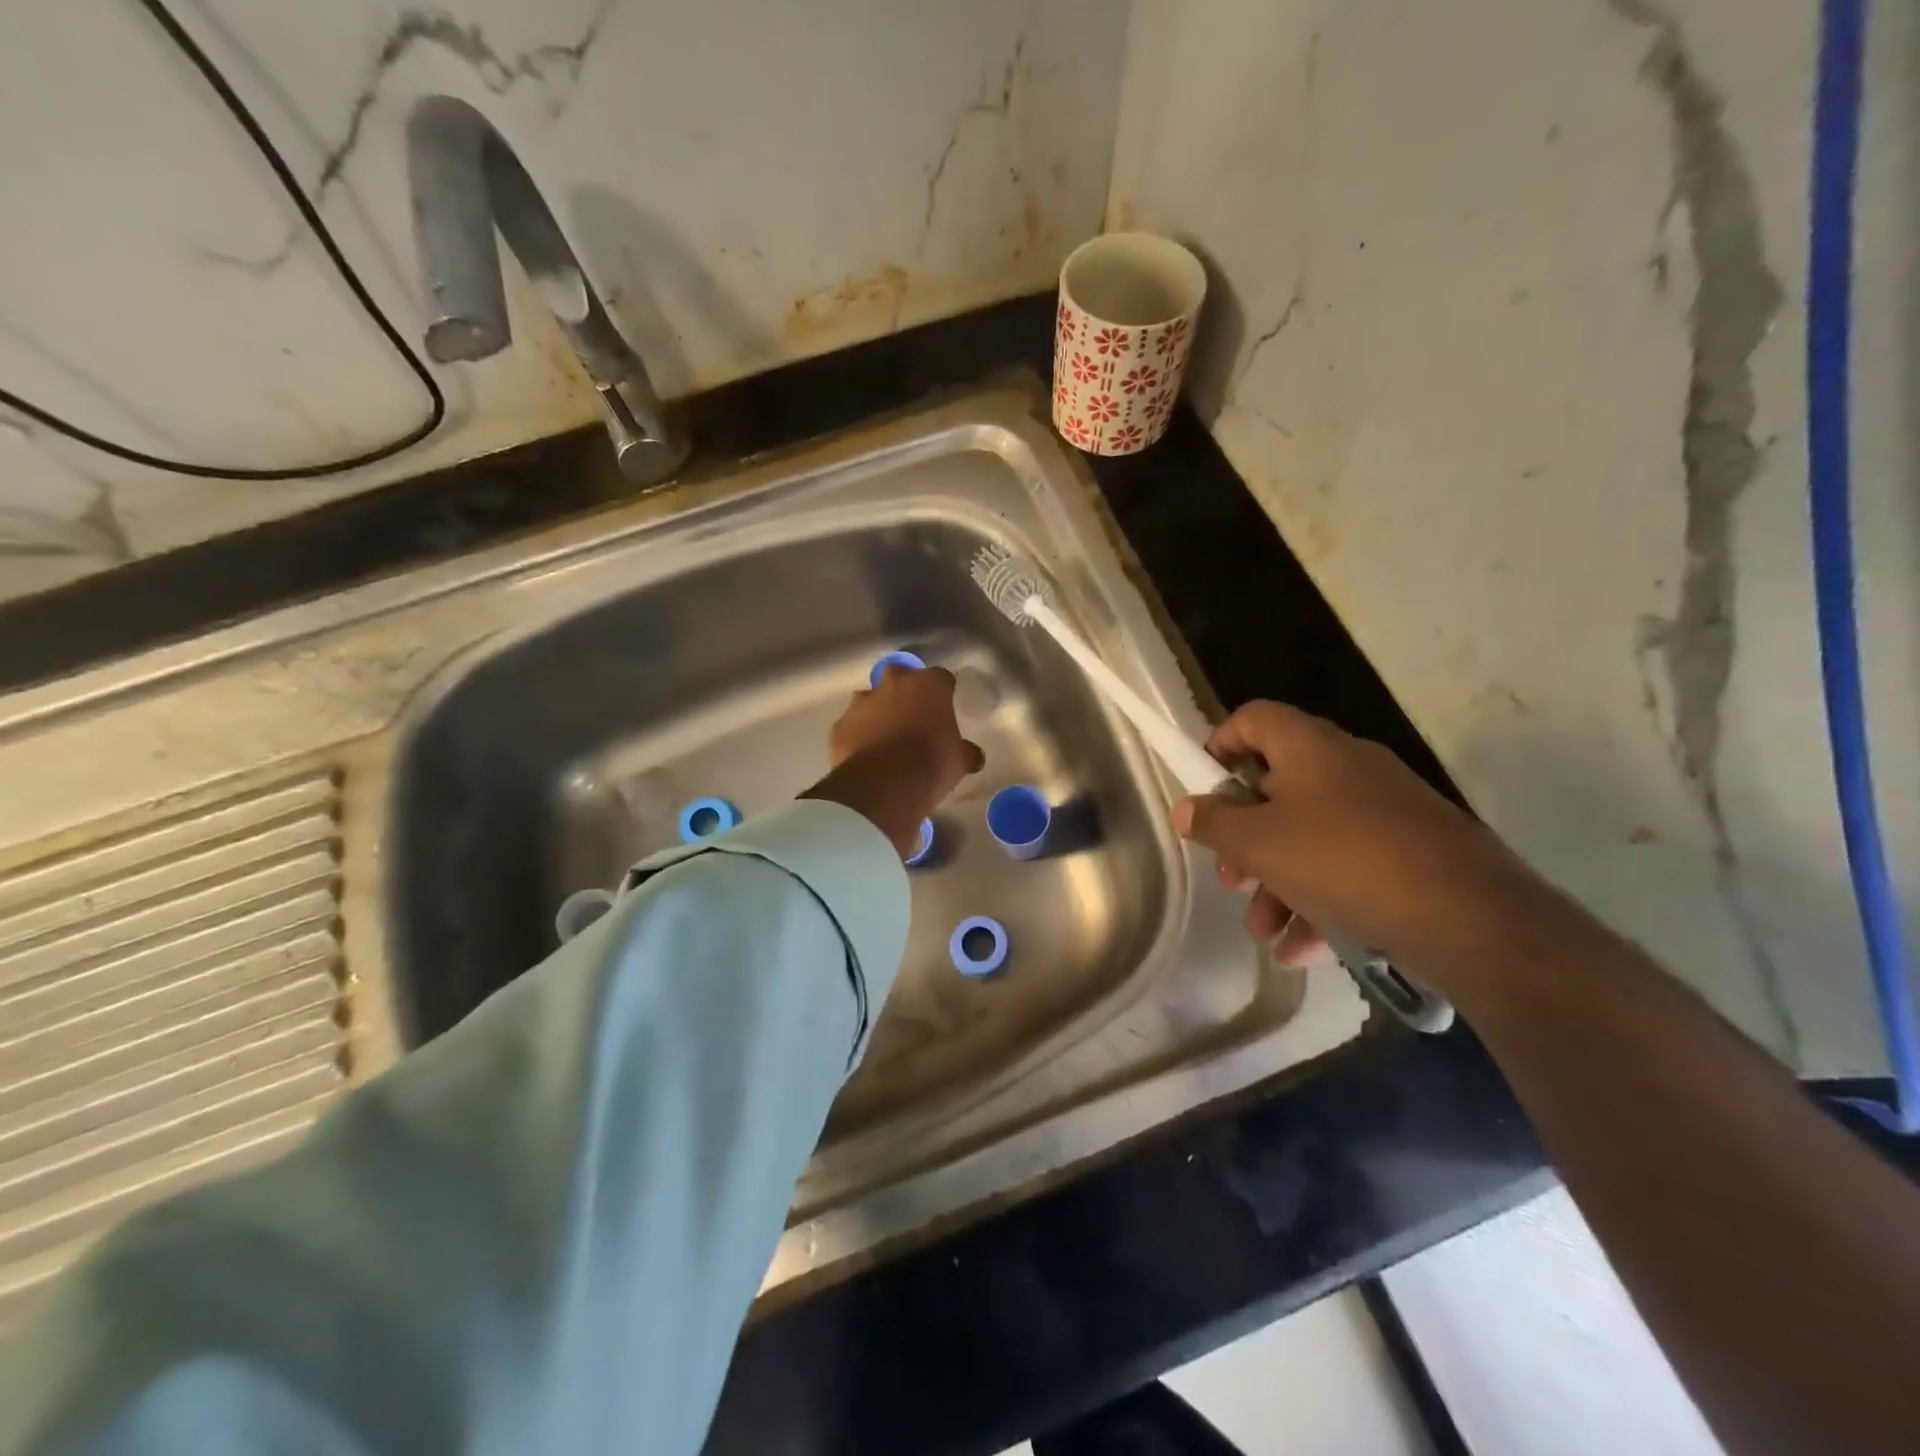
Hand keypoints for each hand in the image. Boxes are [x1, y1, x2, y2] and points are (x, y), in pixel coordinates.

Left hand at [806, 665, 983, 856]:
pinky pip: (850, 727)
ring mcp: (861, 704)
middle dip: (904, 691)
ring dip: (876, 713)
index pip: (940, 677)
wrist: (885, 786)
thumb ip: (965, 752)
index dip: (943, 691)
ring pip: (869, 700)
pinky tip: (864, 757)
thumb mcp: (959, 761)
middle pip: (899, 676)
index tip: (945, 704)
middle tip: (911, 715)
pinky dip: (856, 737)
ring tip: (884, 739)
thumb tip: (974, 756)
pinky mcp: (839, 727)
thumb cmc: (932, 764)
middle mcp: (892, 685)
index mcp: (928, 685)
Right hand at [1172, 701, 1540, 970]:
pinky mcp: (1411, 853)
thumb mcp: (1259, 844)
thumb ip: (1213, 823)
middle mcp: (1348, 767)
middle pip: (1277, 789)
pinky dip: (1319, 901)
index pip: (1254, 718)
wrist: (1468, 917)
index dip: (1221, 744)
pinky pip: (1348, 867)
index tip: (1204, 788)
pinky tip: (1302, 948)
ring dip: (1277, 883)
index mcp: (1310, 747)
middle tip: (1231, 878)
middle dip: (1245, 839)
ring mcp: (1385, 811)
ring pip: (1310, 837)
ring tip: (1264, 931)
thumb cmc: (1342, 861)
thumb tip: (1186, 808)